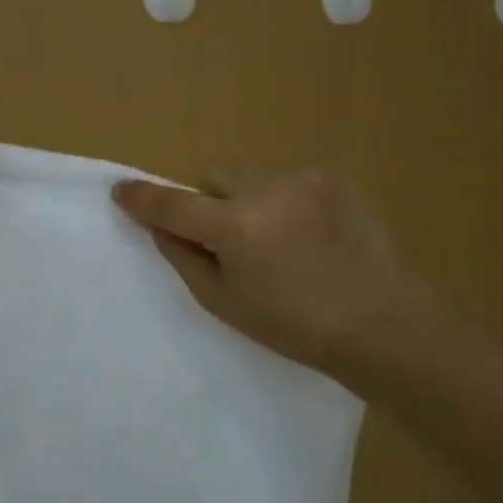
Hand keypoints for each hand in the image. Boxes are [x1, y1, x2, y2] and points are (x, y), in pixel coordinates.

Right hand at [113, 169, 448, 393]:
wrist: (382, 323)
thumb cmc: (293, 326)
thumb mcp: (223, 301)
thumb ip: (183, 256)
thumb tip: (158, 225)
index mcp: (235, 226)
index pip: (172, 204)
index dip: (142, 198)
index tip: (120, 190)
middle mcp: (265, 189)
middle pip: (212, 177)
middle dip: (209, 201)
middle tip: (227, 241)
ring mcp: (303, 179)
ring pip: (250, 177)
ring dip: (247, 200)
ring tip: (278, 242)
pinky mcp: (332, 179)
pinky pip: (287, 182)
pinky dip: (283, 202)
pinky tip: (309, 236)